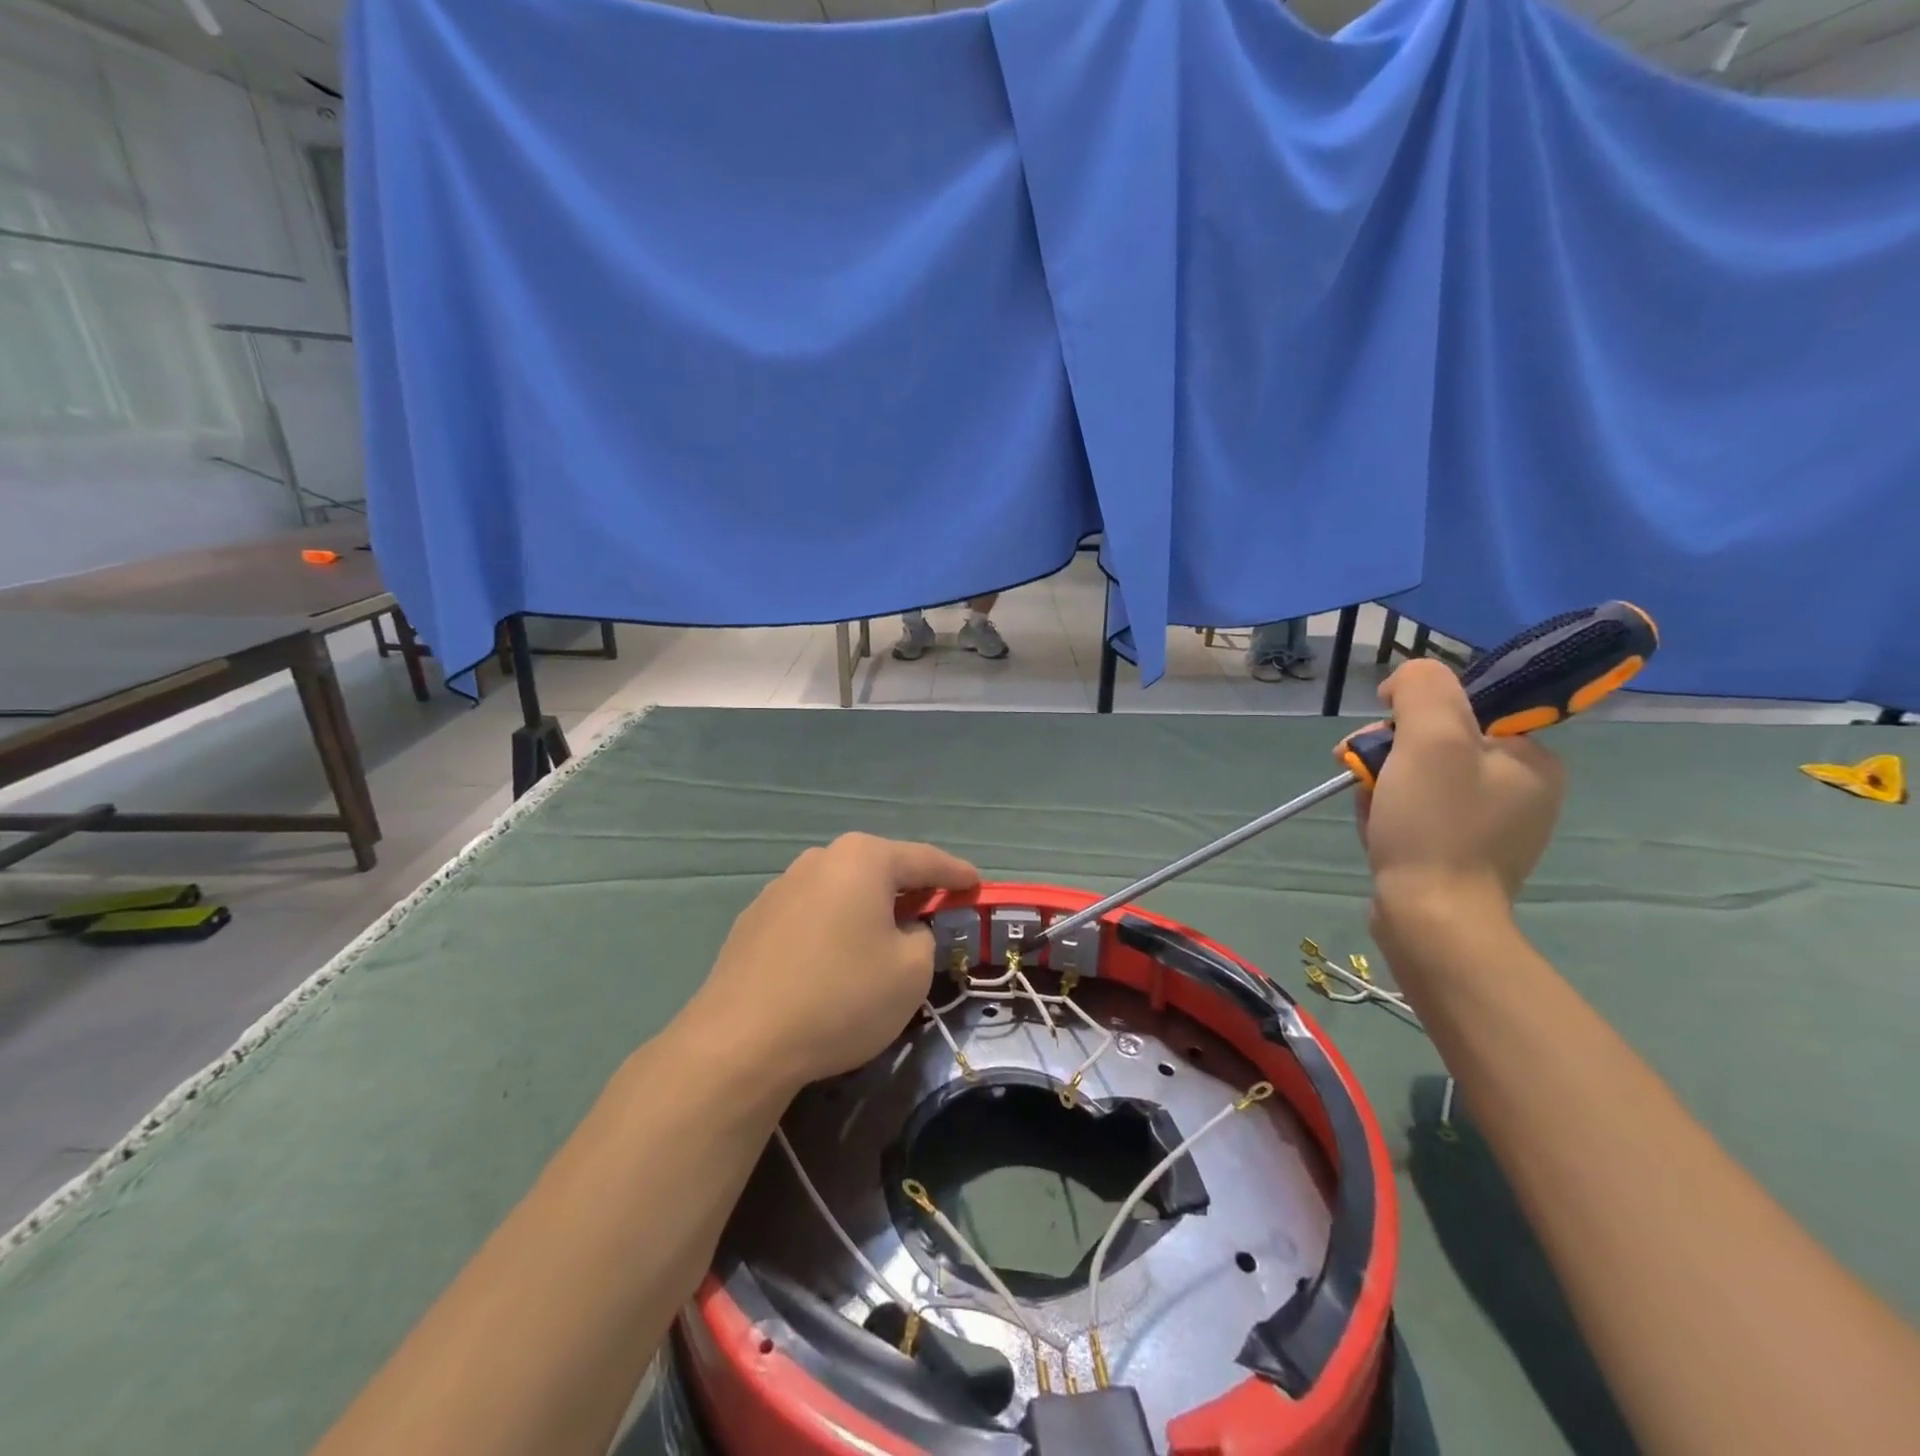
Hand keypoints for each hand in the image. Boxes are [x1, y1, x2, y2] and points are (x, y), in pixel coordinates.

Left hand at [685, 833, 979, 1094]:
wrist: (741, 1041)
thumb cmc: (841, 996)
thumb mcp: (911, 972)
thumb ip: (923, 938)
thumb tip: (902, 930)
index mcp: (862, 859)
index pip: (925, 859)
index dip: (956, 874)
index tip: (976, 884)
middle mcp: (819, 860)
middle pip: (879, 869)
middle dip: (909, 889)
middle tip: (933, 912)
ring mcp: (780, 887)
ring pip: (842, 891)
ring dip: (867, 909)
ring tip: (881, 939)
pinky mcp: (754, 920)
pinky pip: (811, 914)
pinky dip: (832, 927)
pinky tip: (833, 961)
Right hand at [1353, 659, 1565, 921]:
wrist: (1432, 920)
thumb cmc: (1436, 825)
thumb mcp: (1432, 739)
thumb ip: (1424, 689)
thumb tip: (1406, 680)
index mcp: (1531, 759)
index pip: (1467, 709)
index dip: (1415, 713)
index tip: (1384, 735)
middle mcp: (1521, 790)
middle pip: (1438, 744)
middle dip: (1390, 753)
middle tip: (1362, 772)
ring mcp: (1492, 827)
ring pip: (1422, 778)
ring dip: (1384, 783)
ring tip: (1369, 808)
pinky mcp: (1462, 855)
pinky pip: (1419, 812)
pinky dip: (1391, 812)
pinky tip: (1377, 828)